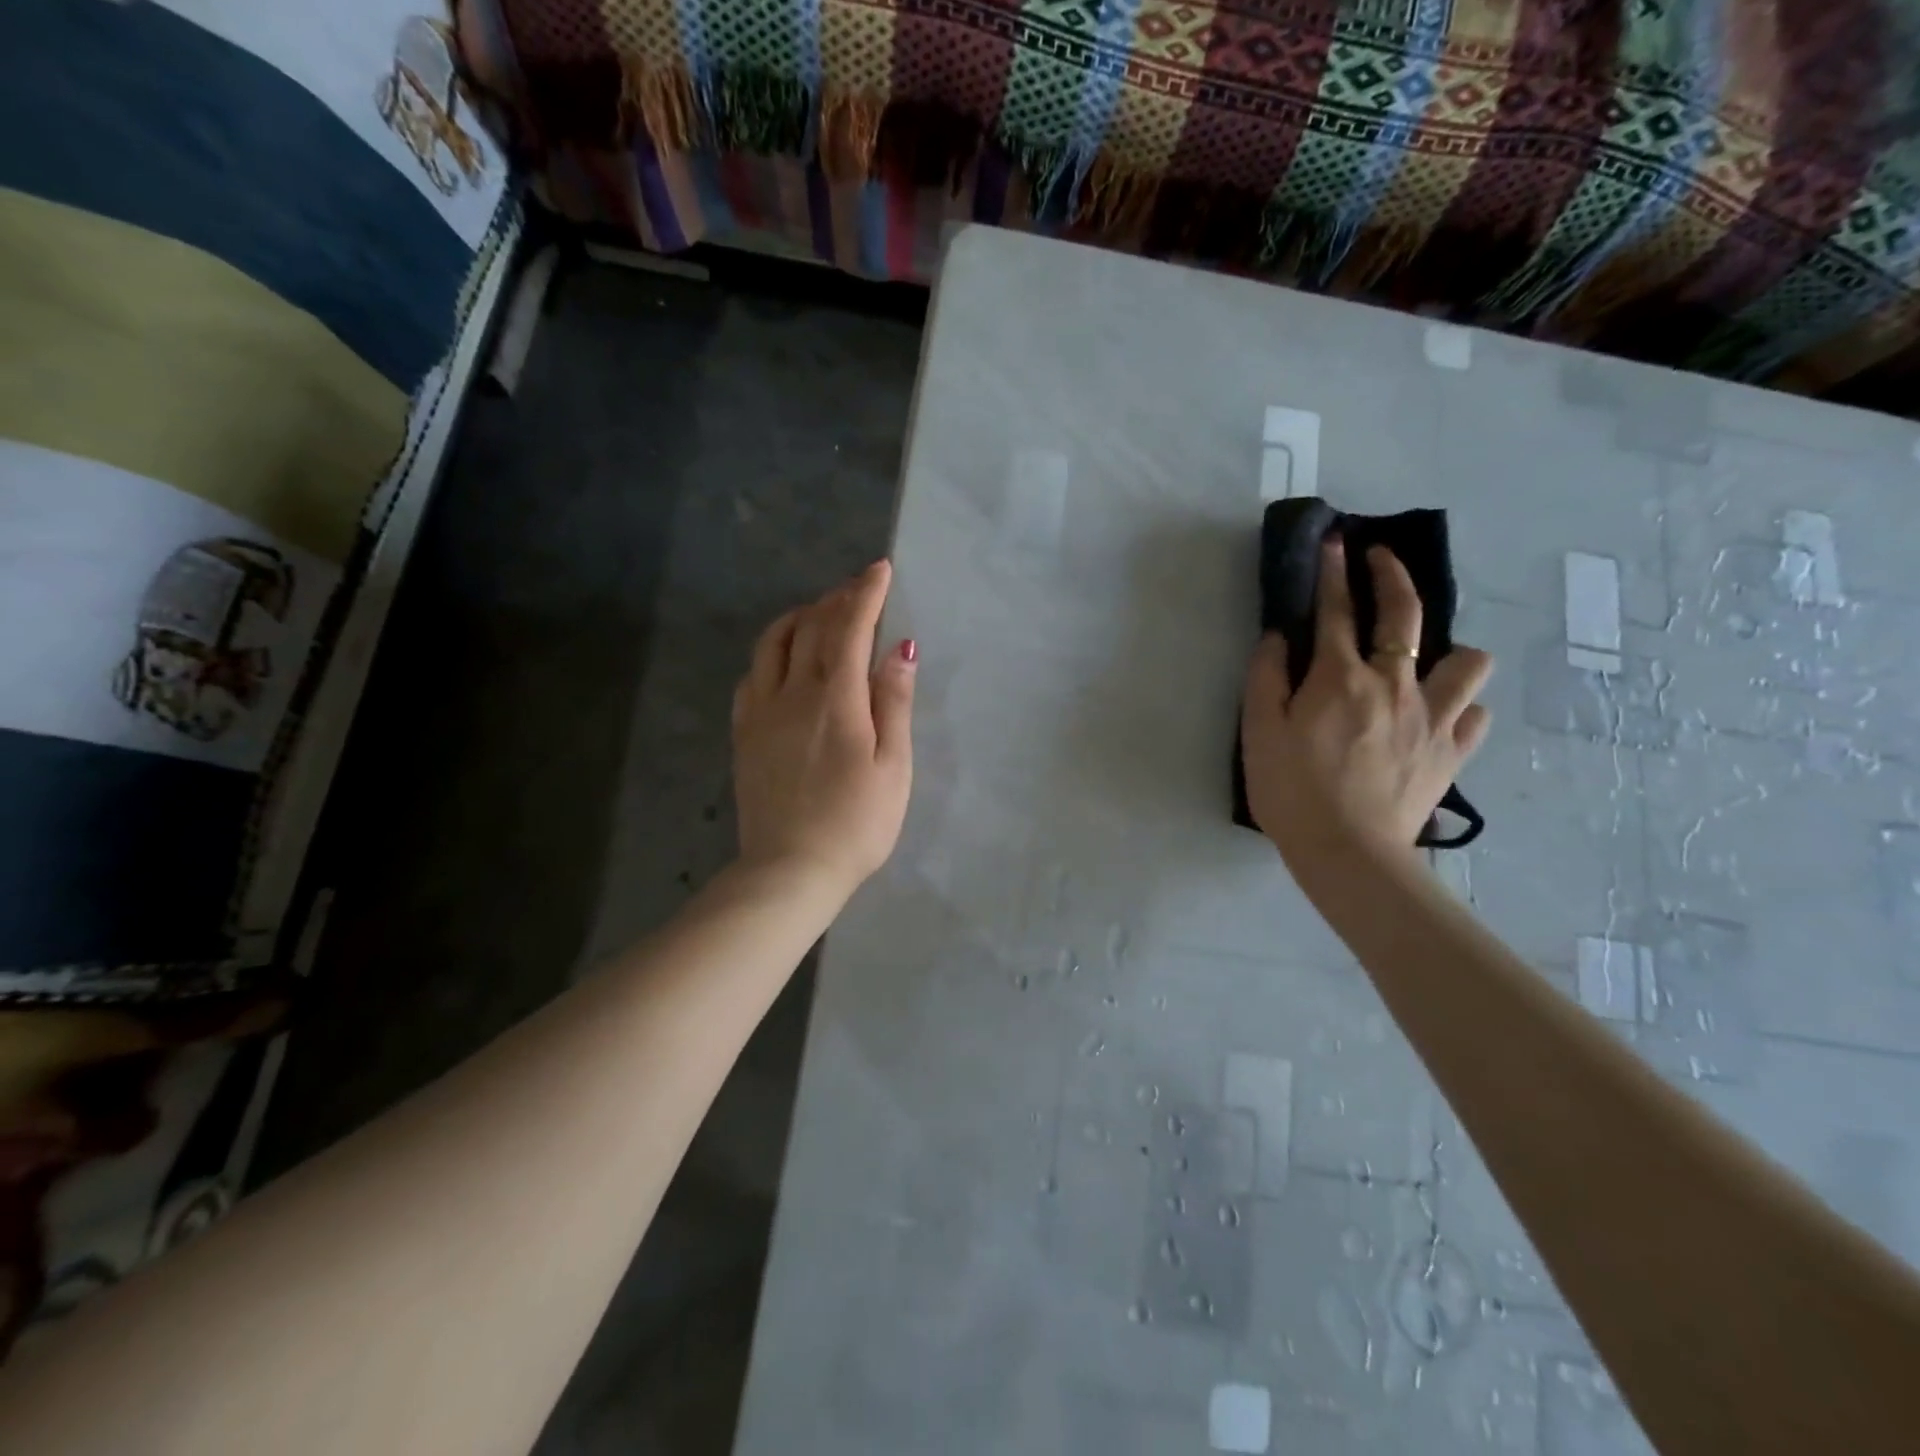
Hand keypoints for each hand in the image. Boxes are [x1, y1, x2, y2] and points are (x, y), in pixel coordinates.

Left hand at [731, 560, 915, 898]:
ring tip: (818, 613)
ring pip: (772, 645)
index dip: (866, 594)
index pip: (849, 628)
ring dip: (798, 618)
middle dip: (836, 600)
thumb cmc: (856, 823)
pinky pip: (751, 676)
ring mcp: (760, 713)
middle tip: (857, 589)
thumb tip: (901, 649)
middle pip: (810, 628)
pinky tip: (782, 661)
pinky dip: (770, 653)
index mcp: (835, 699)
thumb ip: (894, 703)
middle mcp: (791, 694)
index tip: (880, 569)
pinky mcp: (744, 735)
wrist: (790, 870)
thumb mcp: (892, 767)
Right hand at [1241, 538, 1492, 867]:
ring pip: (1468, 661)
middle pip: (1404, 615)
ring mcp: (1432, 718)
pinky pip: (1475, 716)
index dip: (1332, 572)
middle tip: (1379, 558)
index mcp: (1340, 678)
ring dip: (1449, 652)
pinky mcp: (1452, 752)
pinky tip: (1440, 716)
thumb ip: (1266, 677)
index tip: (1334, 540)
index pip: (1335, 611)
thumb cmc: (1291, 791)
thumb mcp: (1258, 732)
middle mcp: (1394, 684)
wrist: (1347, 853)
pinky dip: (1460, 708)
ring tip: (1425, 662)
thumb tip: (1279, 637)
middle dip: (1392, 576)